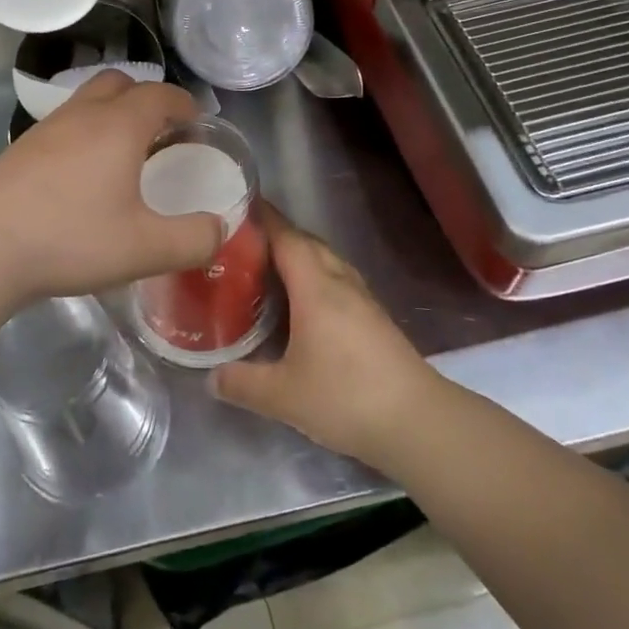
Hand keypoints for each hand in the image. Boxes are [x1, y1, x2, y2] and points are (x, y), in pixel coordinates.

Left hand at [0, 72, 224, 305]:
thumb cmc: (71, 240)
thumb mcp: (145, 249)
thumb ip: (193, 239)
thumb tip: (219, 228)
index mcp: (118, 126)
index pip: (160, 94)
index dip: (184, 104)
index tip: (196, 123)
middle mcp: (81, 114)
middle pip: (119, 83)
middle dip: (145, 99)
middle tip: (160, 133)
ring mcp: (45, 129)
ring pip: (86, 101)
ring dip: (111, 115)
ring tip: (123, 155)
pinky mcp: (20, 149)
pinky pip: (63, 125)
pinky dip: (83, 135)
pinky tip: (81, 177)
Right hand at [212, 205, 439, 466]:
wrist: (418, 422)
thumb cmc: (346, 397)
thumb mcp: (283, 395)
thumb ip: (242, 383)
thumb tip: (211, 377)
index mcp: (316, 287)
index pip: (286, 237)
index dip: (263, 219)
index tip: (236, 206)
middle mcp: (340, 283)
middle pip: (307, 244)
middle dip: (277, 235)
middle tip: (242, 241)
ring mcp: (363, 300)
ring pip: (326, 262)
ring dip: (299, 256)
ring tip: (268, 267)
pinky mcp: (376, 320)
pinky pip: (338, 281)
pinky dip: (315, 278)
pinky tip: (304, 303)